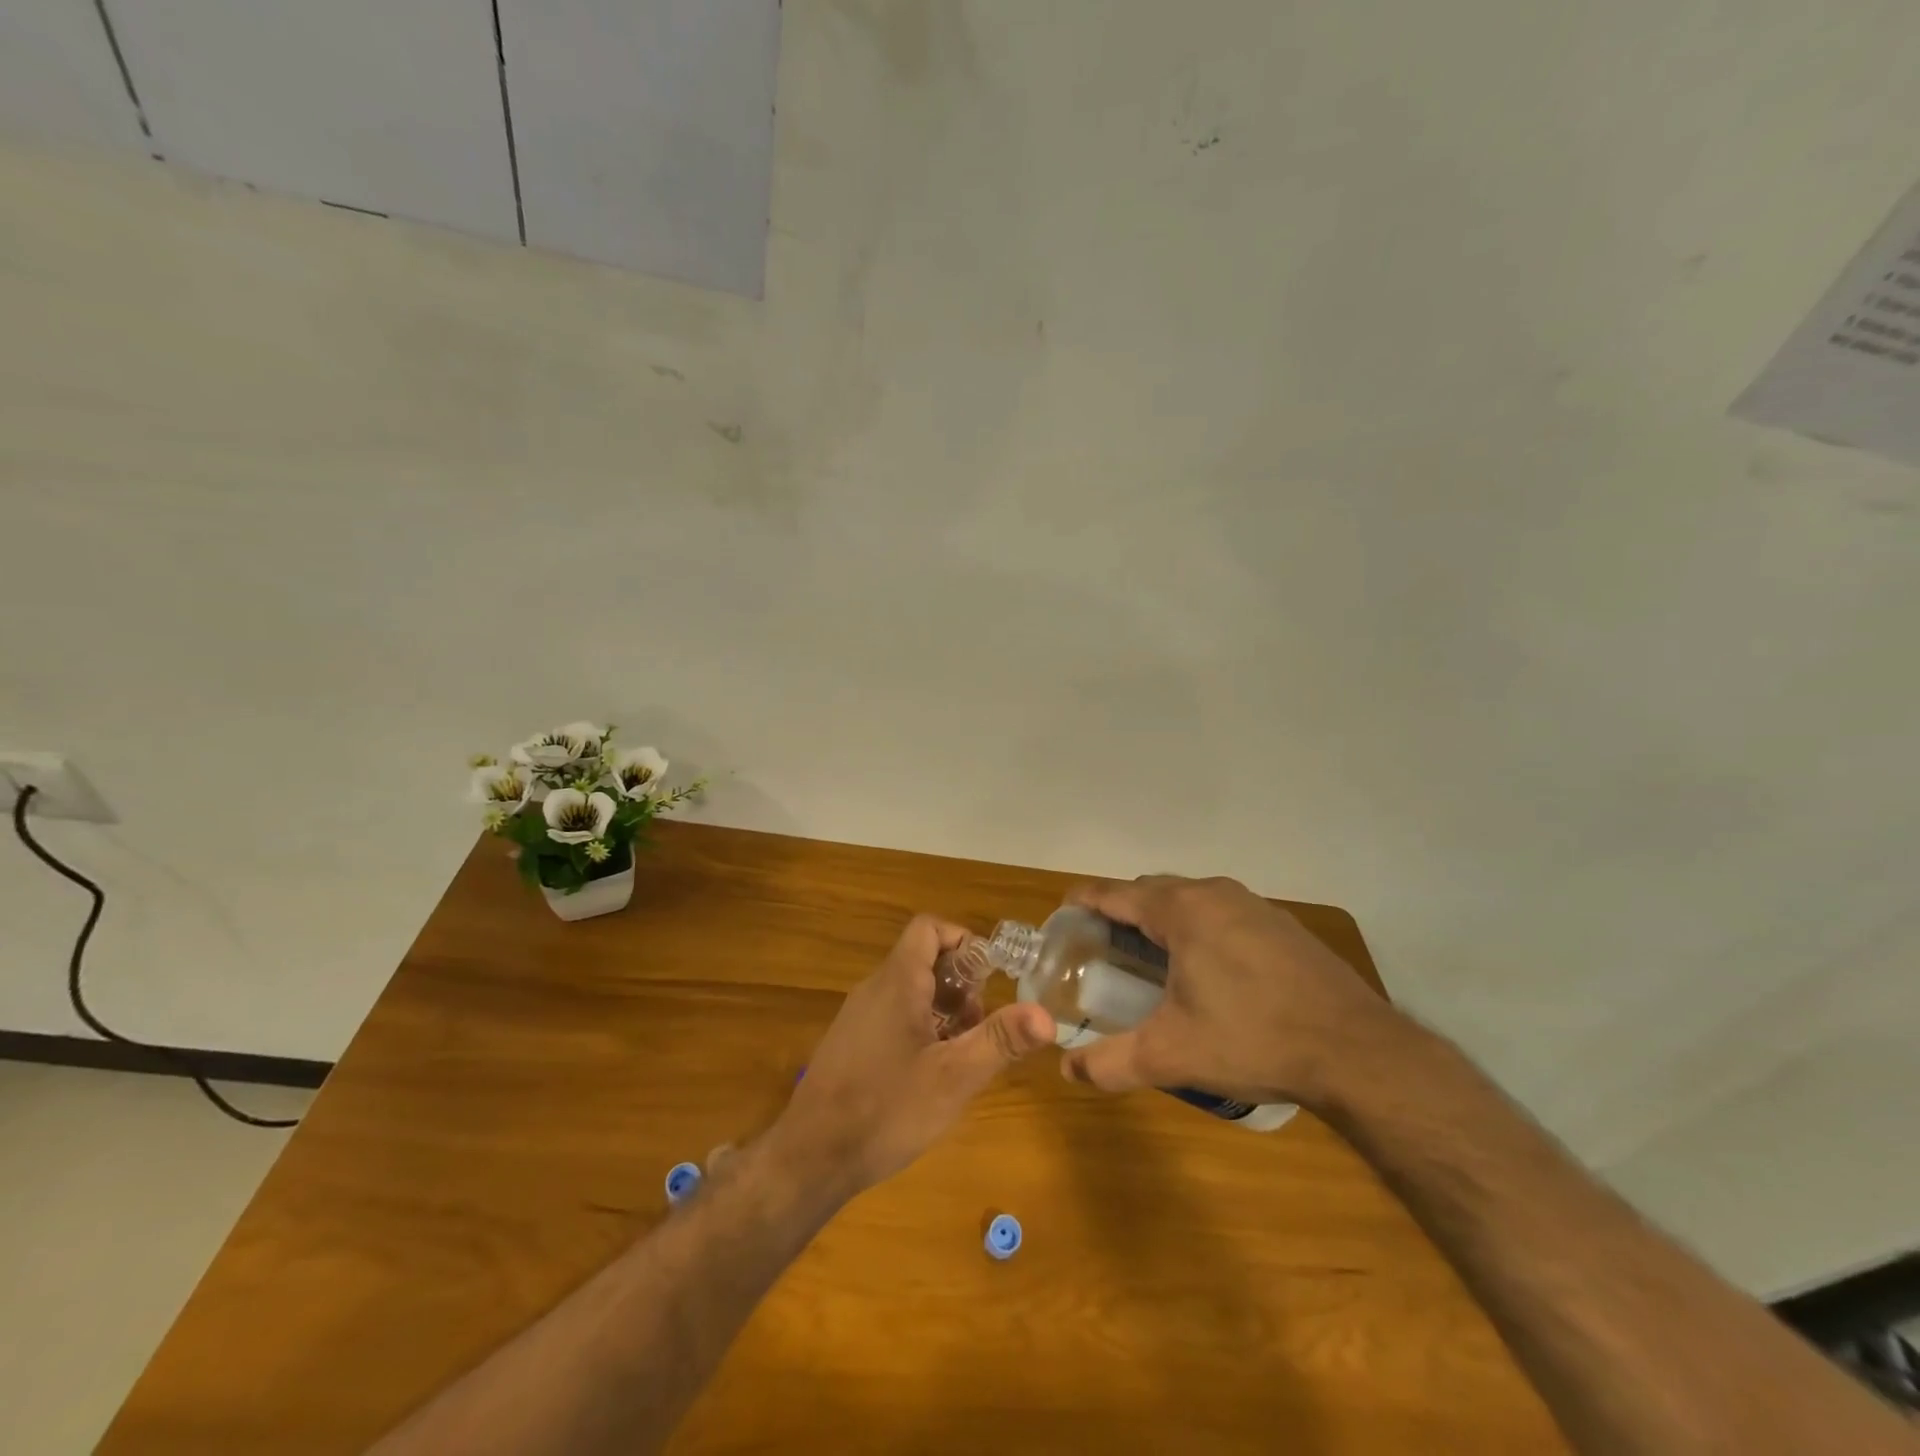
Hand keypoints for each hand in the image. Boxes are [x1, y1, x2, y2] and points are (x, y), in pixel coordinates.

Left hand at [769, 916, 1055, 1195]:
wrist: (811, 1158)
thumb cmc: (887, 1108)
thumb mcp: (954, 1077)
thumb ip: (1001, 1041)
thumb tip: (1047, 1015)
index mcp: (898, 981)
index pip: (929, 929)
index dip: (963, 940)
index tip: (991, 976)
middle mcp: (874, 988)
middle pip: (923, 960)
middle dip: (961, 984)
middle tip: (984, 1024)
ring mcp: (857, 1016)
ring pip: (909, 992)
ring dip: (943, 1010)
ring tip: (964, 1051)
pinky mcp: (850, 1044)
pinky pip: (892, 1016)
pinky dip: (920, 1028)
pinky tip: (931, 1073)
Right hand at [1058, 876, 1401, 1110]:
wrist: (1358, 1052)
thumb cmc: (1253, 1040)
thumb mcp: (1171, 1055)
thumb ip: (1111, 1062)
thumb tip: (1067, 1070)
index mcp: (1182, 910)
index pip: (1114, 892)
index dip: (1082, 902)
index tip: (1063, 920)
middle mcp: (1215, 893)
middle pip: (1150, 891)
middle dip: (1121, 913)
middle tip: (1103, 951)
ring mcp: (1254, 905)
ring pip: (1190, 900)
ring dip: (1163, 921)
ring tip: (1152, 963)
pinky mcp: (1282, 925)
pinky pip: (1223, 914)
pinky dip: (1201, 930)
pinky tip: (1211, 973)